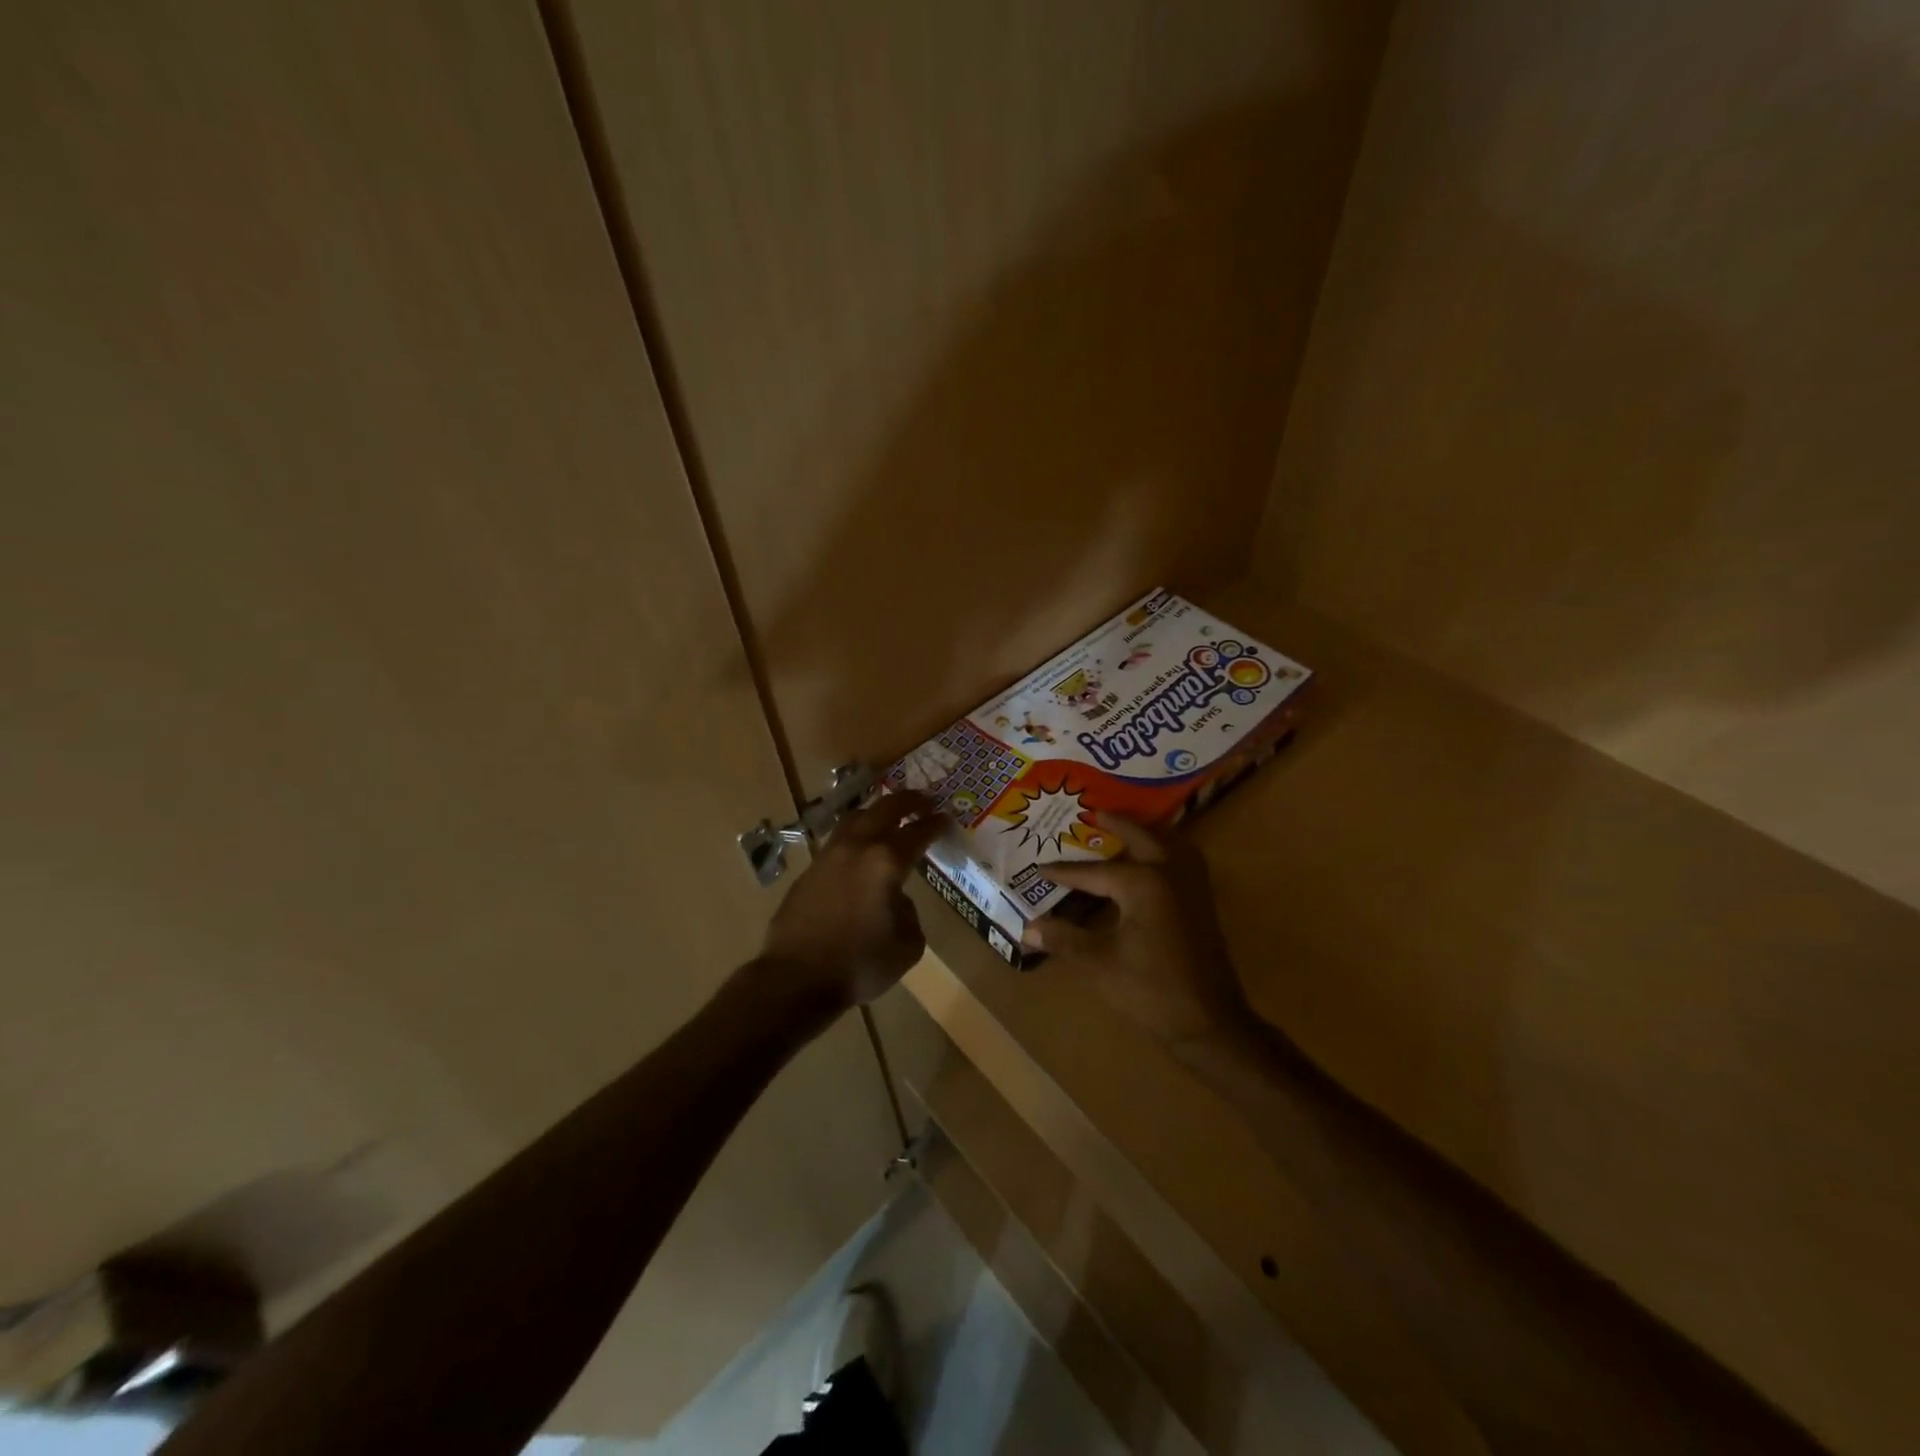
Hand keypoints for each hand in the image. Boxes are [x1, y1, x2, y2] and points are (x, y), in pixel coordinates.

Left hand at [760, 790, 945, 1010]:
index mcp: (886, 862)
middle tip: (922, 800)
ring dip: (876, 813)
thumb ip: (909, 913)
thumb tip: (896, 899)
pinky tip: (859, 852)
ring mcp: (828, 856)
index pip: (917, 832)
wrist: (796, 978)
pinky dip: (855, 837)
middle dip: (907, 801)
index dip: (935, 824)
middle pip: (884, 809)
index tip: (946, 818)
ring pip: (855, 819)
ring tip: (888, 817)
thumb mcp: (907, 946)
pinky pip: (837, 842)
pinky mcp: (808, 871)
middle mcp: (857, 848)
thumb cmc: (859, 964)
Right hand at [1022, 816, 1246, 1043]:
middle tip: (1094, 813)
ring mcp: (1192, 886)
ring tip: (1127, 828)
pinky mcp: (1203, 902)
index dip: (1065, 873)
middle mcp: (1171, 873)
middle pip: (1141, 837)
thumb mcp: (1100, 962)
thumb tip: (1028, 927)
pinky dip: (1168, 849)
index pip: (1095, 872)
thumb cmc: (1150, 989)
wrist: (1209, 1021)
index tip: (1040, 869)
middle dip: (1116, 825)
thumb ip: (1065, 939)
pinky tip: (1156, 861)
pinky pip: (1184, 859)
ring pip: (1170, 843)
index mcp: (1144, 882)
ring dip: (1148, 832)